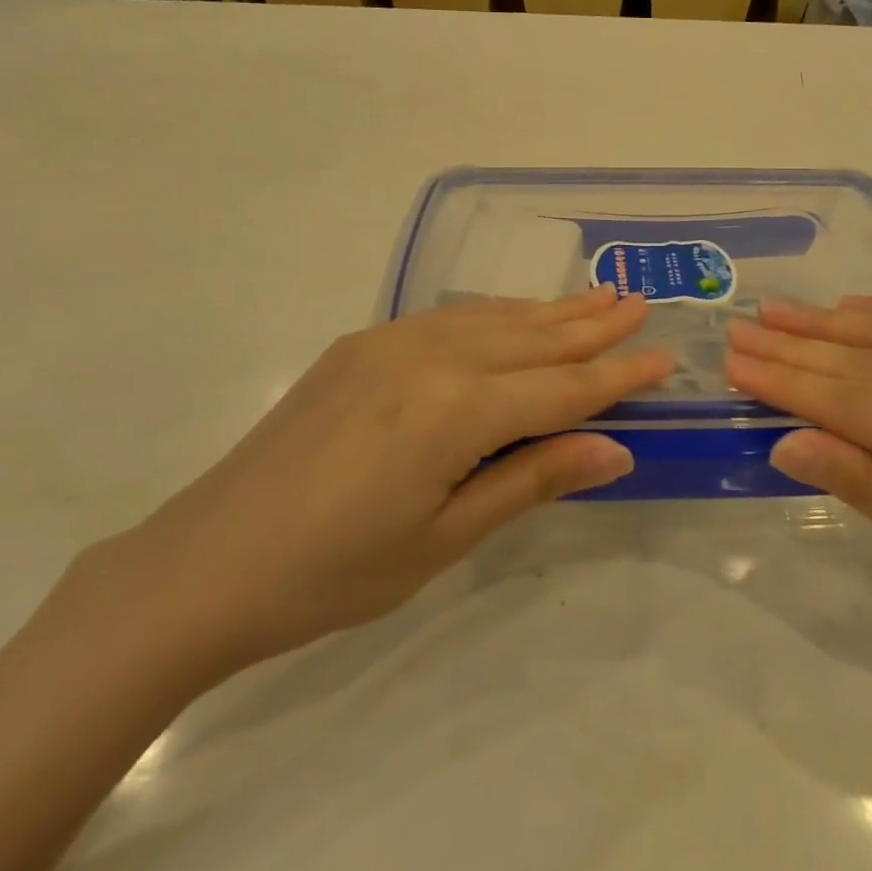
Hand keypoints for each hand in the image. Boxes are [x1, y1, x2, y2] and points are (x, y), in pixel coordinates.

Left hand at [106, 288, 673, 679]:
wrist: (205, 563)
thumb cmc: (334, 572)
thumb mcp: (445, 538)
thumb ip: (532, 479)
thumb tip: (616, 449)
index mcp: (456, 409)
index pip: (562, 387)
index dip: (617, 376)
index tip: (665, 357)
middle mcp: (431, 356)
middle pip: (532, 337)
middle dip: (591, 324)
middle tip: (638, 302)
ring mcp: (391, 342)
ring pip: (492, 318)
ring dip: (548, 311)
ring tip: (595, 299)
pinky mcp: (362, 344)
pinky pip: (449, 319)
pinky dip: (495, 316)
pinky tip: (514, 317)